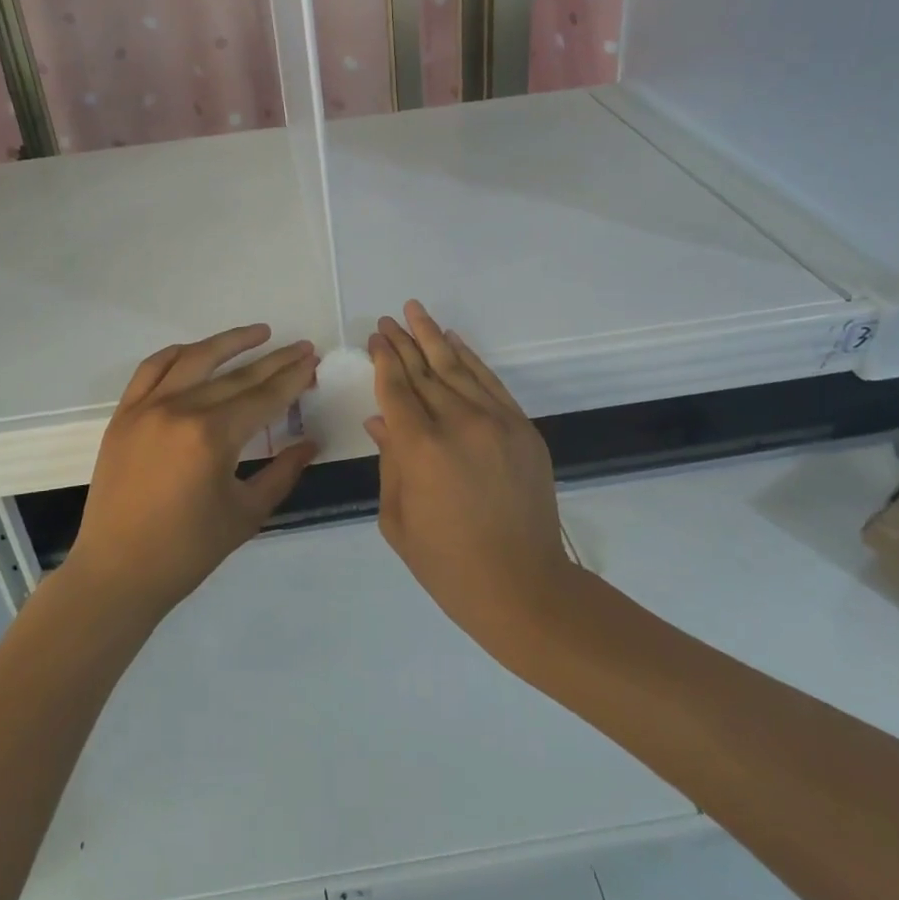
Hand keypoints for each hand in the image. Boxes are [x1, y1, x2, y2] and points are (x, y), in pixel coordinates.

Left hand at [66, 325, 318, 624]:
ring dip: (229, 342)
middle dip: (274, 361)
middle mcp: (180, 410)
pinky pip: (152, 369)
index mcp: (212, 437)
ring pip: (195, 359)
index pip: (263, 397)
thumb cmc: (187, 551)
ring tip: (260, 333)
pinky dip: (178, 354)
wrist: (117, 572)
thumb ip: (282, 472)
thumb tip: (310, 442)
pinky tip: (198, 351)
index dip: (292, 378)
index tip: (312, 360)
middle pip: (237, 376)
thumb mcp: (246, 514)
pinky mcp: (124, 414)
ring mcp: (147, 407)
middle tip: (301, 347)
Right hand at [367, 302, 578, 660]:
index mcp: (419, 448)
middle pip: (424, 370)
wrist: (524, 587)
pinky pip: (491, 383)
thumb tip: (381, 420)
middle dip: (403, 342)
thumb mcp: (398, 519)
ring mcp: (495, 422)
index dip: (383, 360)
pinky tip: (453, 341)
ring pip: (457, 368)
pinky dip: (471, 359)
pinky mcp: (522, 429)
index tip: (375, 338)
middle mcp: (457, 423)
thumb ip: (389, 461)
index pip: (396, 388)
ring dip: (433, 338)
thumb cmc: (448, 564)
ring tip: (415, 312)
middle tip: (387, 320)